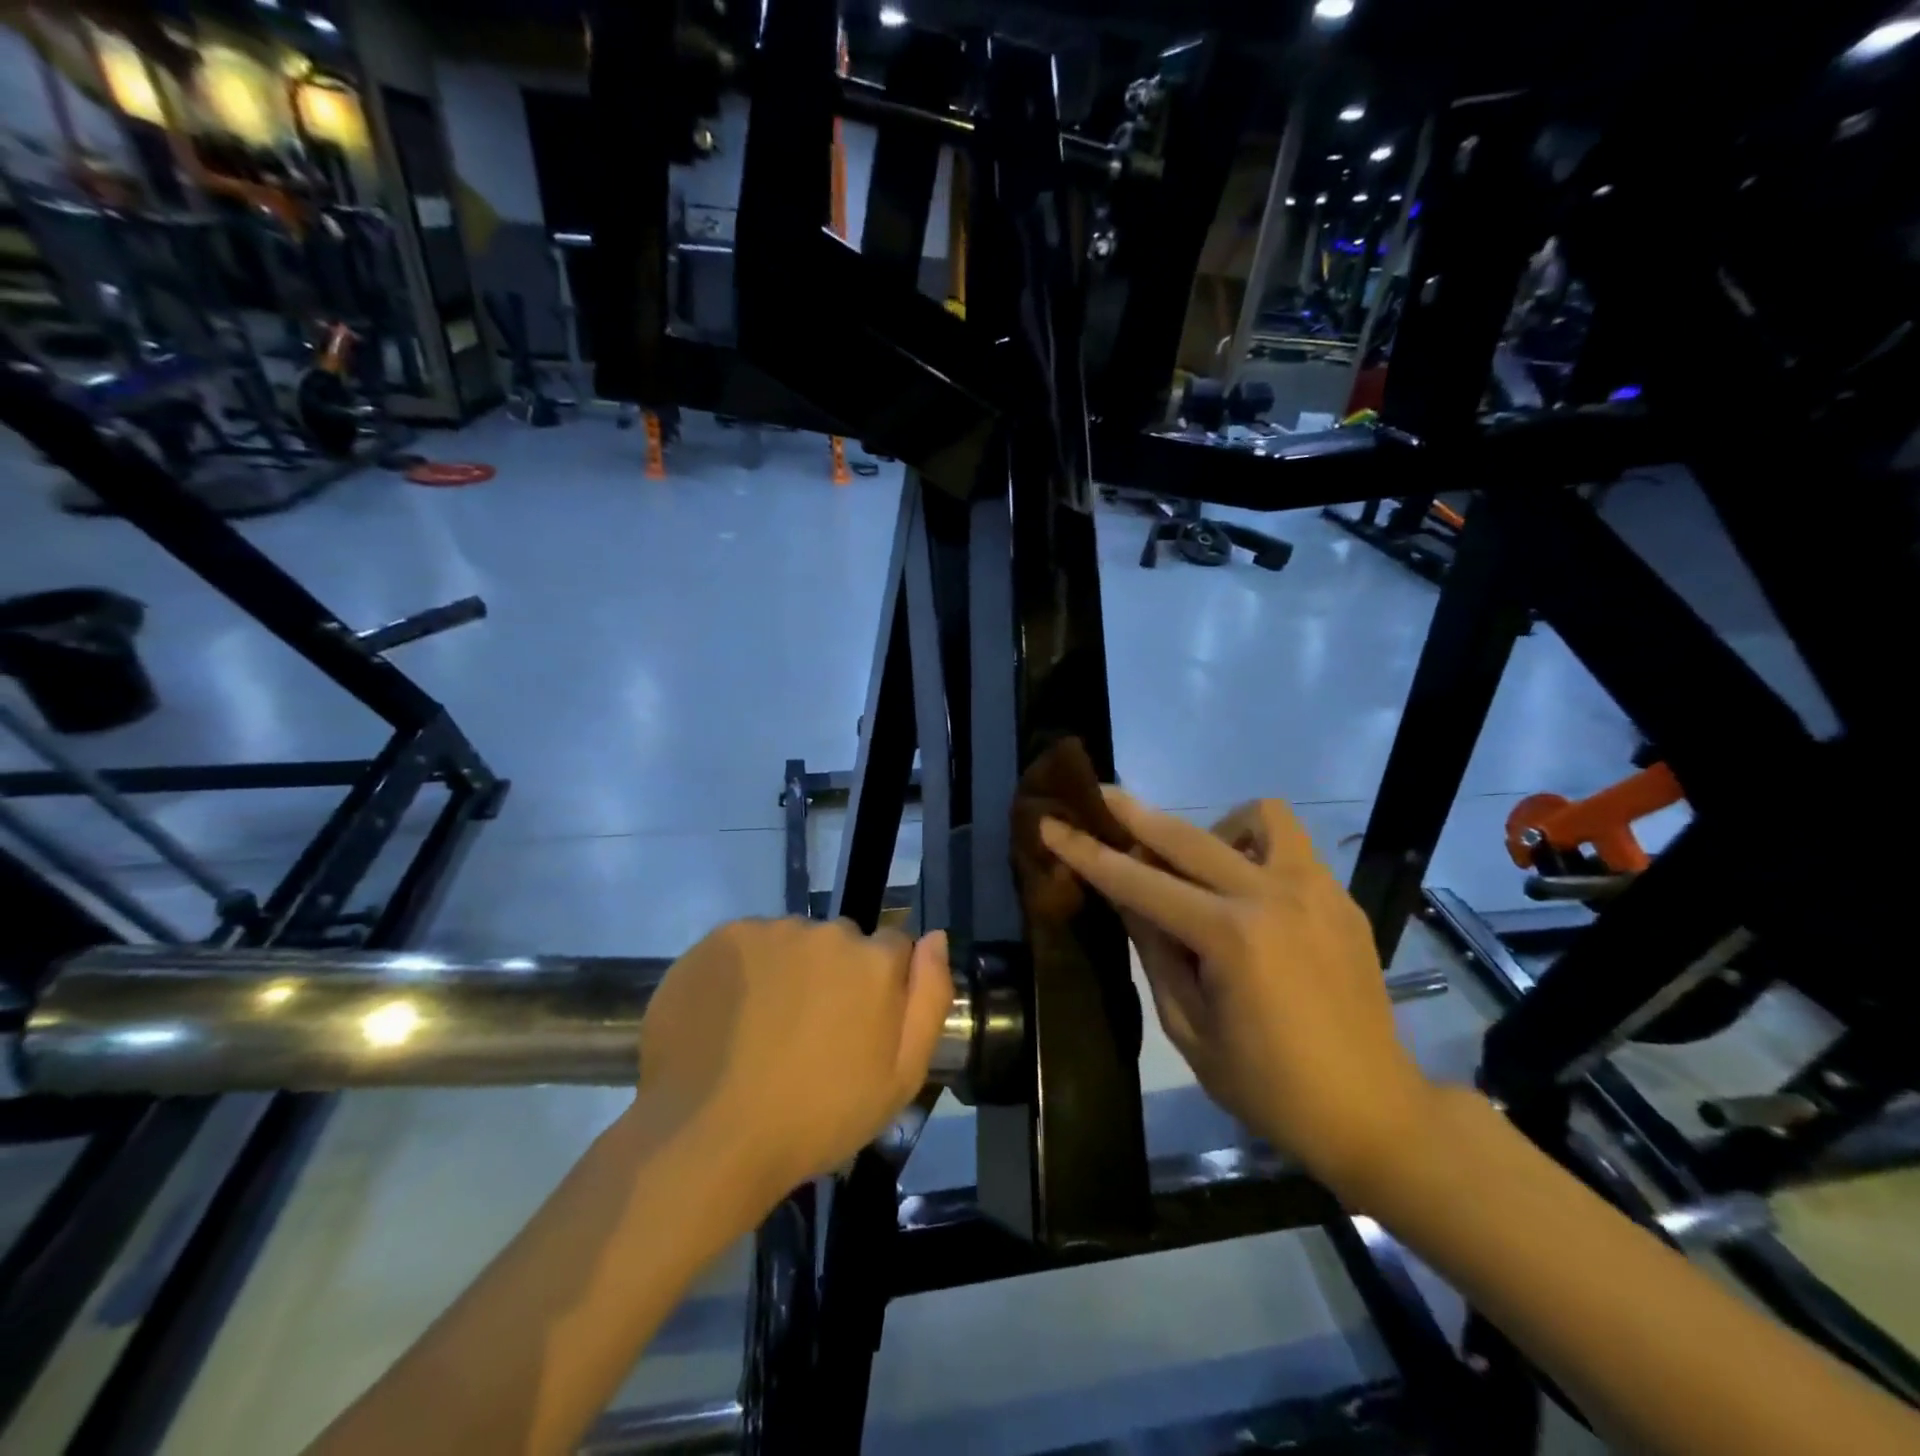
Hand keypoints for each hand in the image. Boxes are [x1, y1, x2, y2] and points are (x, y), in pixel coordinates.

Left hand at [635, 919, 953, 1204]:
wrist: (709, 1138)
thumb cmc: (817, 1118)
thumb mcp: (902, 1077)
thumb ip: (930, 998)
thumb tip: (935, 938)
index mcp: (874, 960)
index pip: (894, 947)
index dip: (880, 985)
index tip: (859, 1024)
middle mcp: (826, 931)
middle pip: (842, 941)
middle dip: (835, 974)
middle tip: (810, 1032)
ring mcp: (769, 931)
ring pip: (793, 941)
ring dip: (789, 970)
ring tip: (764, 1028)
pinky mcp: (720, 939)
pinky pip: (748, 944)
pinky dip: (745, 970)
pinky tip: (729, 1016)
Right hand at [1040, 792, 1434, 1198]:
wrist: (1376, 1113)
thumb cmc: (1270, 1088)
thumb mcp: (1190, 1030)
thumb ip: (1155, 951)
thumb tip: (1128, 896)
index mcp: (1231, 938)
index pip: (1139, 883)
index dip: (1088, 852)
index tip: (1051, 823)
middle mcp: (1273, 896)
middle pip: (1187, 834)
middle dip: (1133, 813)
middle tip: (1098, 796)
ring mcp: (1316, 889)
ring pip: (1257, 816)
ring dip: (1215, 829)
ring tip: (1202, 870)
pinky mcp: (1341, 897)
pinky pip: (1290, 846)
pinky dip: (1257, 852)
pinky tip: (1249, 896)